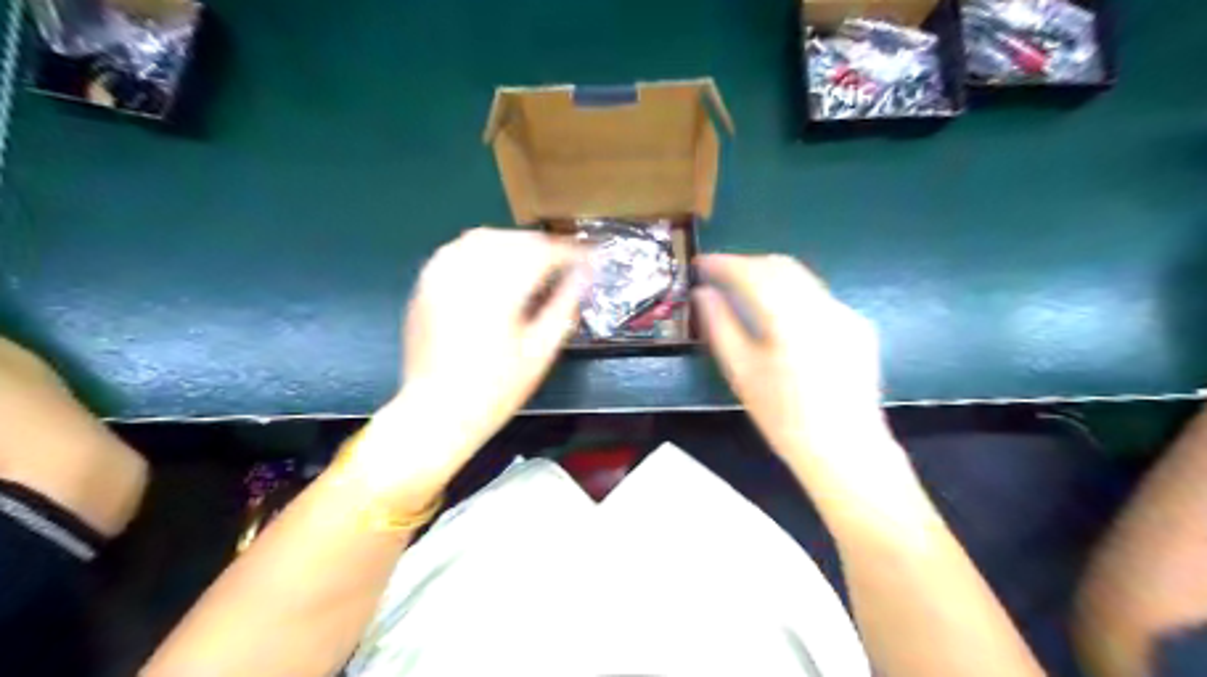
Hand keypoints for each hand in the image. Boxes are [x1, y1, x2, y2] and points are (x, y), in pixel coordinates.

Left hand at [343, 228, 584, 506]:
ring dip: (515, 244)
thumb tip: (584, 276)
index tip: (590, 260)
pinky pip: (458, 249)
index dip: (572, 253)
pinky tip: (495, 269)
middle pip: (514, 239)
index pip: (544, 254)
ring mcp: (440, 275)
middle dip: (545, 247)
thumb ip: (564, 306)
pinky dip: (484, 251)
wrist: (436, 411)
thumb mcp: (540, 352)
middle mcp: (467, 273)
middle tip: (565, 265)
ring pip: (484, 238)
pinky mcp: (425, 284)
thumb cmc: (495, 389)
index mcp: (499, 291)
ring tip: (533, 264)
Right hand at [694, 254, 909, 505]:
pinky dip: (791, 294)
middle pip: (781, 266)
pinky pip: (817, 297)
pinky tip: (779, 316)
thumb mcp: (742, 373)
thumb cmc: (784, 417)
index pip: (753, 272)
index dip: (724, 263)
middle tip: (719, 275)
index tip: (701, 263)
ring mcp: (845, 314)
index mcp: (792, 318)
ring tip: (743, 290)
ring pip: (801, 278)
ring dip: (769, 277)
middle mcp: (823, 306)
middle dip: (747, 264)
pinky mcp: (857, 326)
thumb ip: (720, 326)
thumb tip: (703, 293)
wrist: (845, 449)